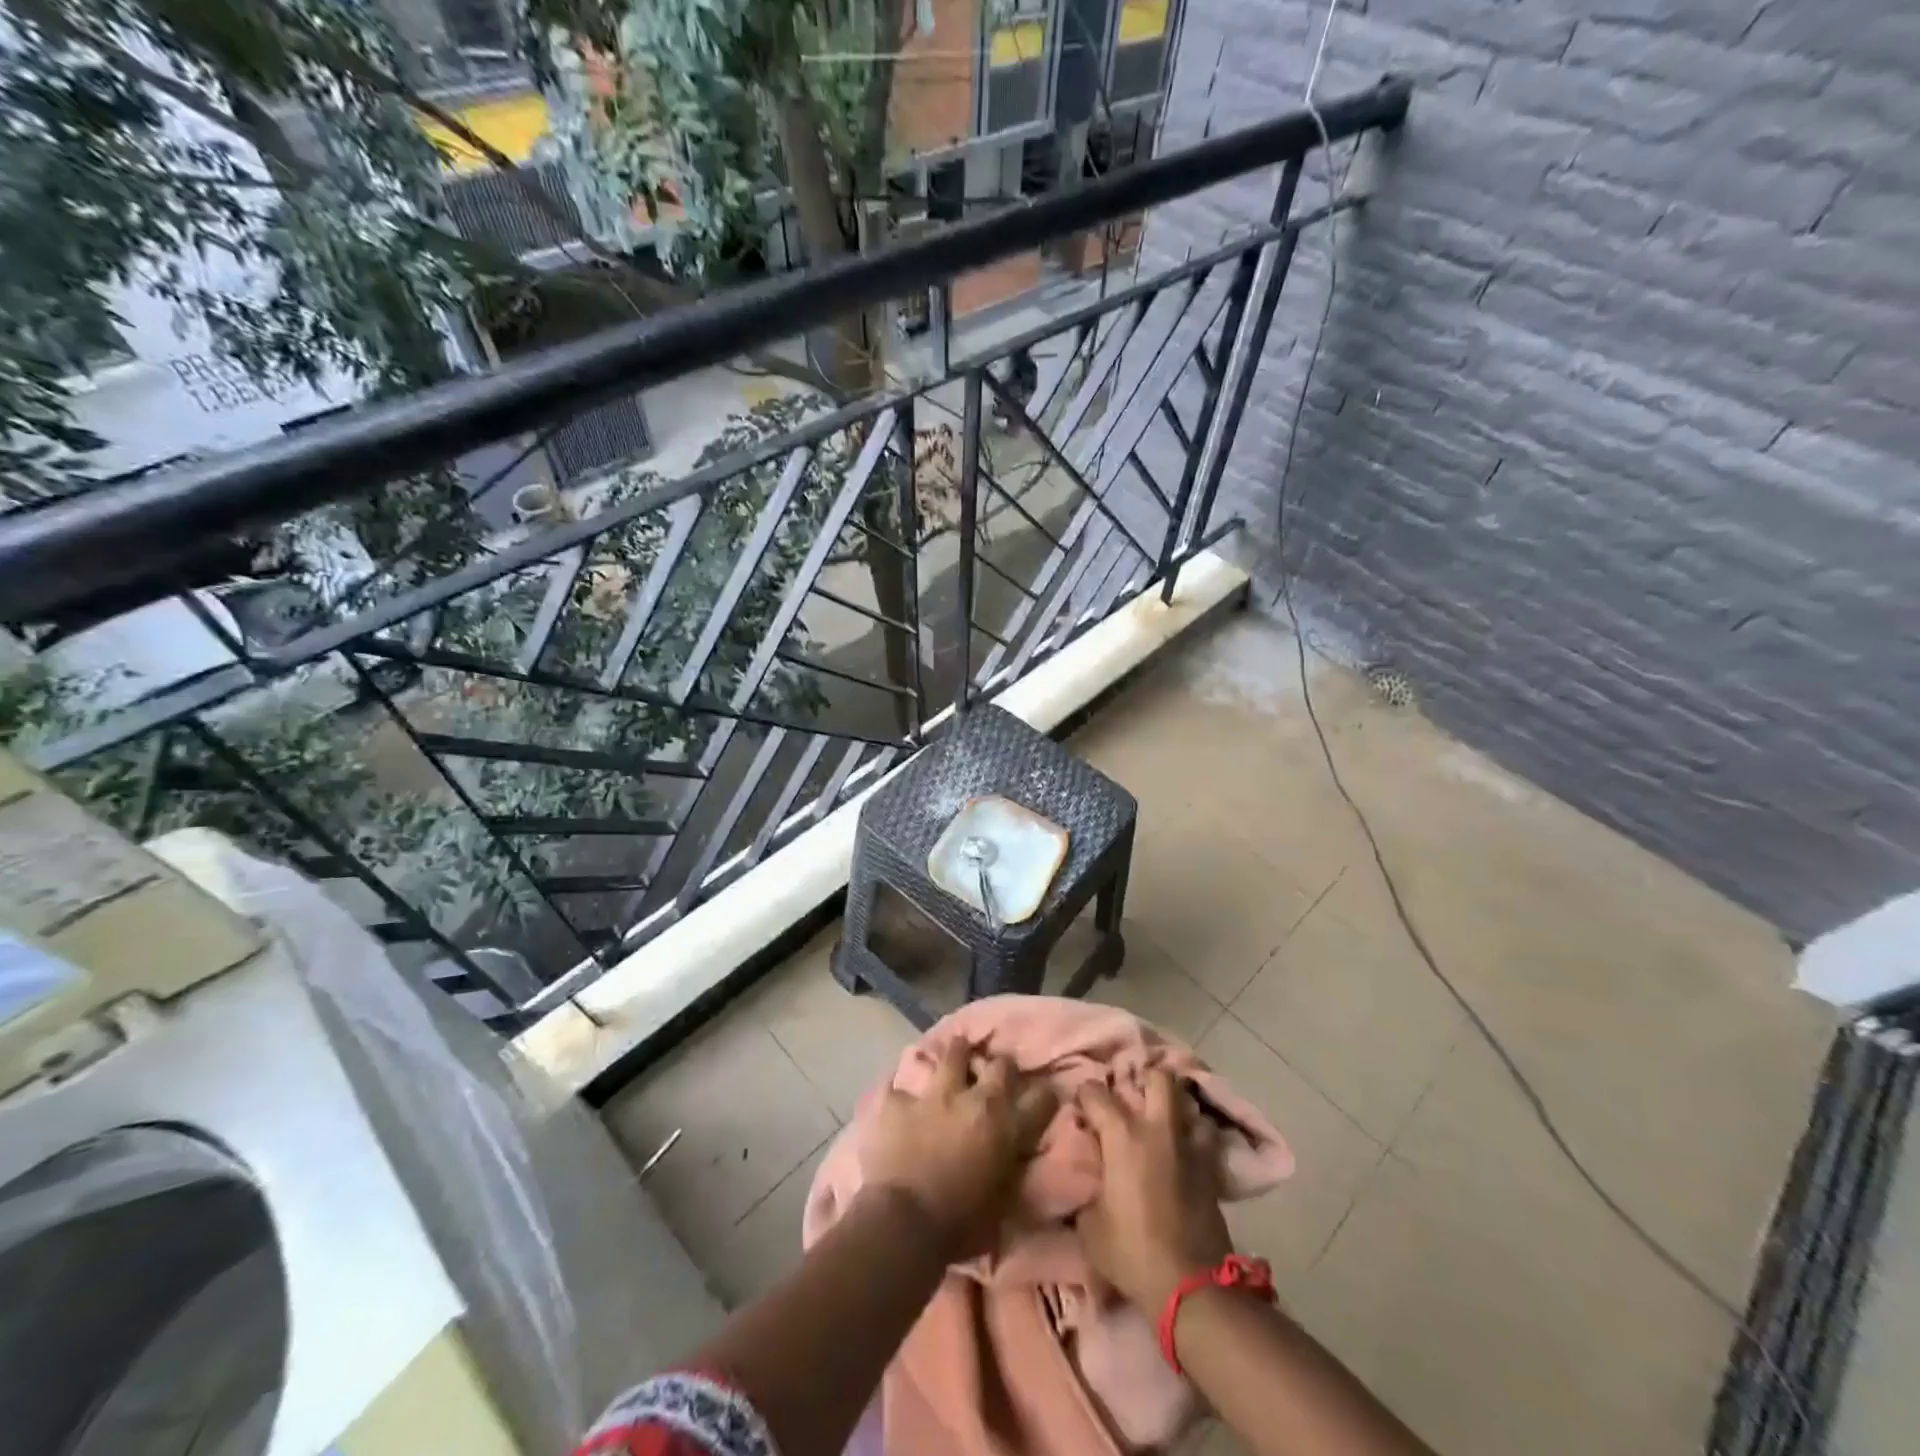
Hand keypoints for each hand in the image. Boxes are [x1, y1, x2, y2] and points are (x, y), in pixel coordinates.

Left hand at [863, 1039, 1057, 1259]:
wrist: (904, 1223)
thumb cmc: (960, 1226)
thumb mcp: (1001, 1203)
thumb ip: (1009, 1169)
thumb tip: (1013, 1158)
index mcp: (1005, 1128)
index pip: (1041, 1099)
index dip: (1045, 1096)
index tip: (1042, 1096)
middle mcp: (975, 1100)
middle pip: (1000, 1065)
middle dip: (1001, 1068)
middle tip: (995, 1074)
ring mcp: (935, 1095)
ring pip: (953, 1054)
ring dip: (957, 1055)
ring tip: (956, 1052)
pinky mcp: (900, 1101)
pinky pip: (900, 1086)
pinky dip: (903, 1093)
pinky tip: (900, 1096)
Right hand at [1076, 1067, 1233, 1310]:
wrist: (1192, 1286)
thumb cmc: (1132, 1253)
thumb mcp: (1091, 1227)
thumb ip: (1087, 1193)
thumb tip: (1090, 1183)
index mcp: (1122, 1136)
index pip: (1096, 1094)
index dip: (1085, 1095)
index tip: (1081, 1106)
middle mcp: (1158, 1129)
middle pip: (1158, 1078)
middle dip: (1144, 1080)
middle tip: (1132, 1098)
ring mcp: (1189, 1146)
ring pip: (1188, 1104)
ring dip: (1175, 1108)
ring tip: (1163, 1121)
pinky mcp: (1212, 1169)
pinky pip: (1205, 1136)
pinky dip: (1195, 1136)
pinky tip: (1184, 1150)